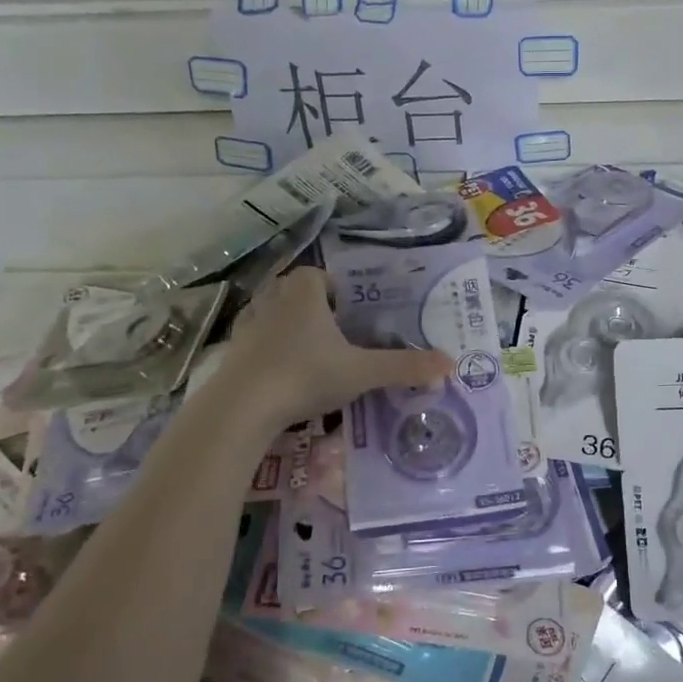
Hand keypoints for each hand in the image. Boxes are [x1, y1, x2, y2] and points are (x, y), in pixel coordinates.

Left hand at [222, 266, 451, 428]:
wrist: (243, 406)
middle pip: (294, 290)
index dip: (335, 288)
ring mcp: (248, 324)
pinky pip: (255, 340)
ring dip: (288, 325)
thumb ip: (404, 367)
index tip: (351, 312)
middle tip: (336, 333)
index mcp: (304, 292)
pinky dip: (268, 349)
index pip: (318, 274)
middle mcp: (273, 298)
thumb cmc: (306, 375)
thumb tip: (449, 364)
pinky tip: (283, 373)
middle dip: (313, 305)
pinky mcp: (233, 351)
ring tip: (311, 351)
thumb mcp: (362, 372)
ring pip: (271, 313)